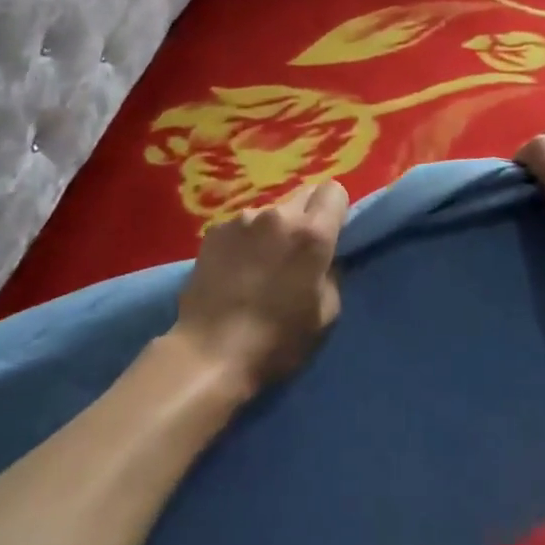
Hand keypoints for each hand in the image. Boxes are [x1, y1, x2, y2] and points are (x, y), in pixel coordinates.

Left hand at [171, 182, 348, 398]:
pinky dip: (246, 240)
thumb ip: (332, 273)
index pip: (334, 191)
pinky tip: (234, 269)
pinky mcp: (215, 230)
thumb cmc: (276, 341)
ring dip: (273, 230)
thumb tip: (325, 258)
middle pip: (303, 195)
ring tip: (260, 265)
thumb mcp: (325, 315)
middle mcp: (278, 215)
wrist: (209, 353)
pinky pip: (242, 226)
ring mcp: (243, 219)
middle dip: (306, 218)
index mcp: (311, 233)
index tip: (330, 235)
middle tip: (296, 252)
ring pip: (271, 212)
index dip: (335, 211)